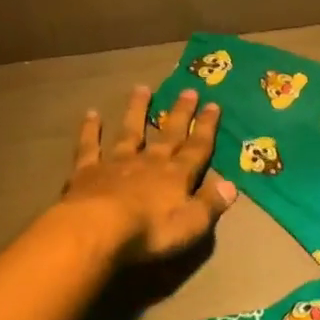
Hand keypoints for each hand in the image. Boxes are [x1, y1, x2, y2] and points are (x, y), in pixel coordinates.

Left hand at [60, 85, 236, 262]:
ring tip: (142, 88)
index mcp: (176, 176)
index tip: (213, 105)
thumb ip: (211, 203)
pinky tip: (91, 114)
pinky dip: (90, 130)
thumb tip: (231, 185)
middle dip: (180, 113)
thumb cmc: (150, 231)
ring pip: (129, 131)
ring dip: (136, 110)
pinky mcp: (87, 171)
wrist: (97, 229)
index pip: (197, 148)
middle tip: (188, 90)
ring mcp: (116, 163)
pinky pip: (89, 146)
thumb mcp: (191, 224)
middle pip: (168, 134)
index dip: (206, 127)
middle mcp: (149, 162)